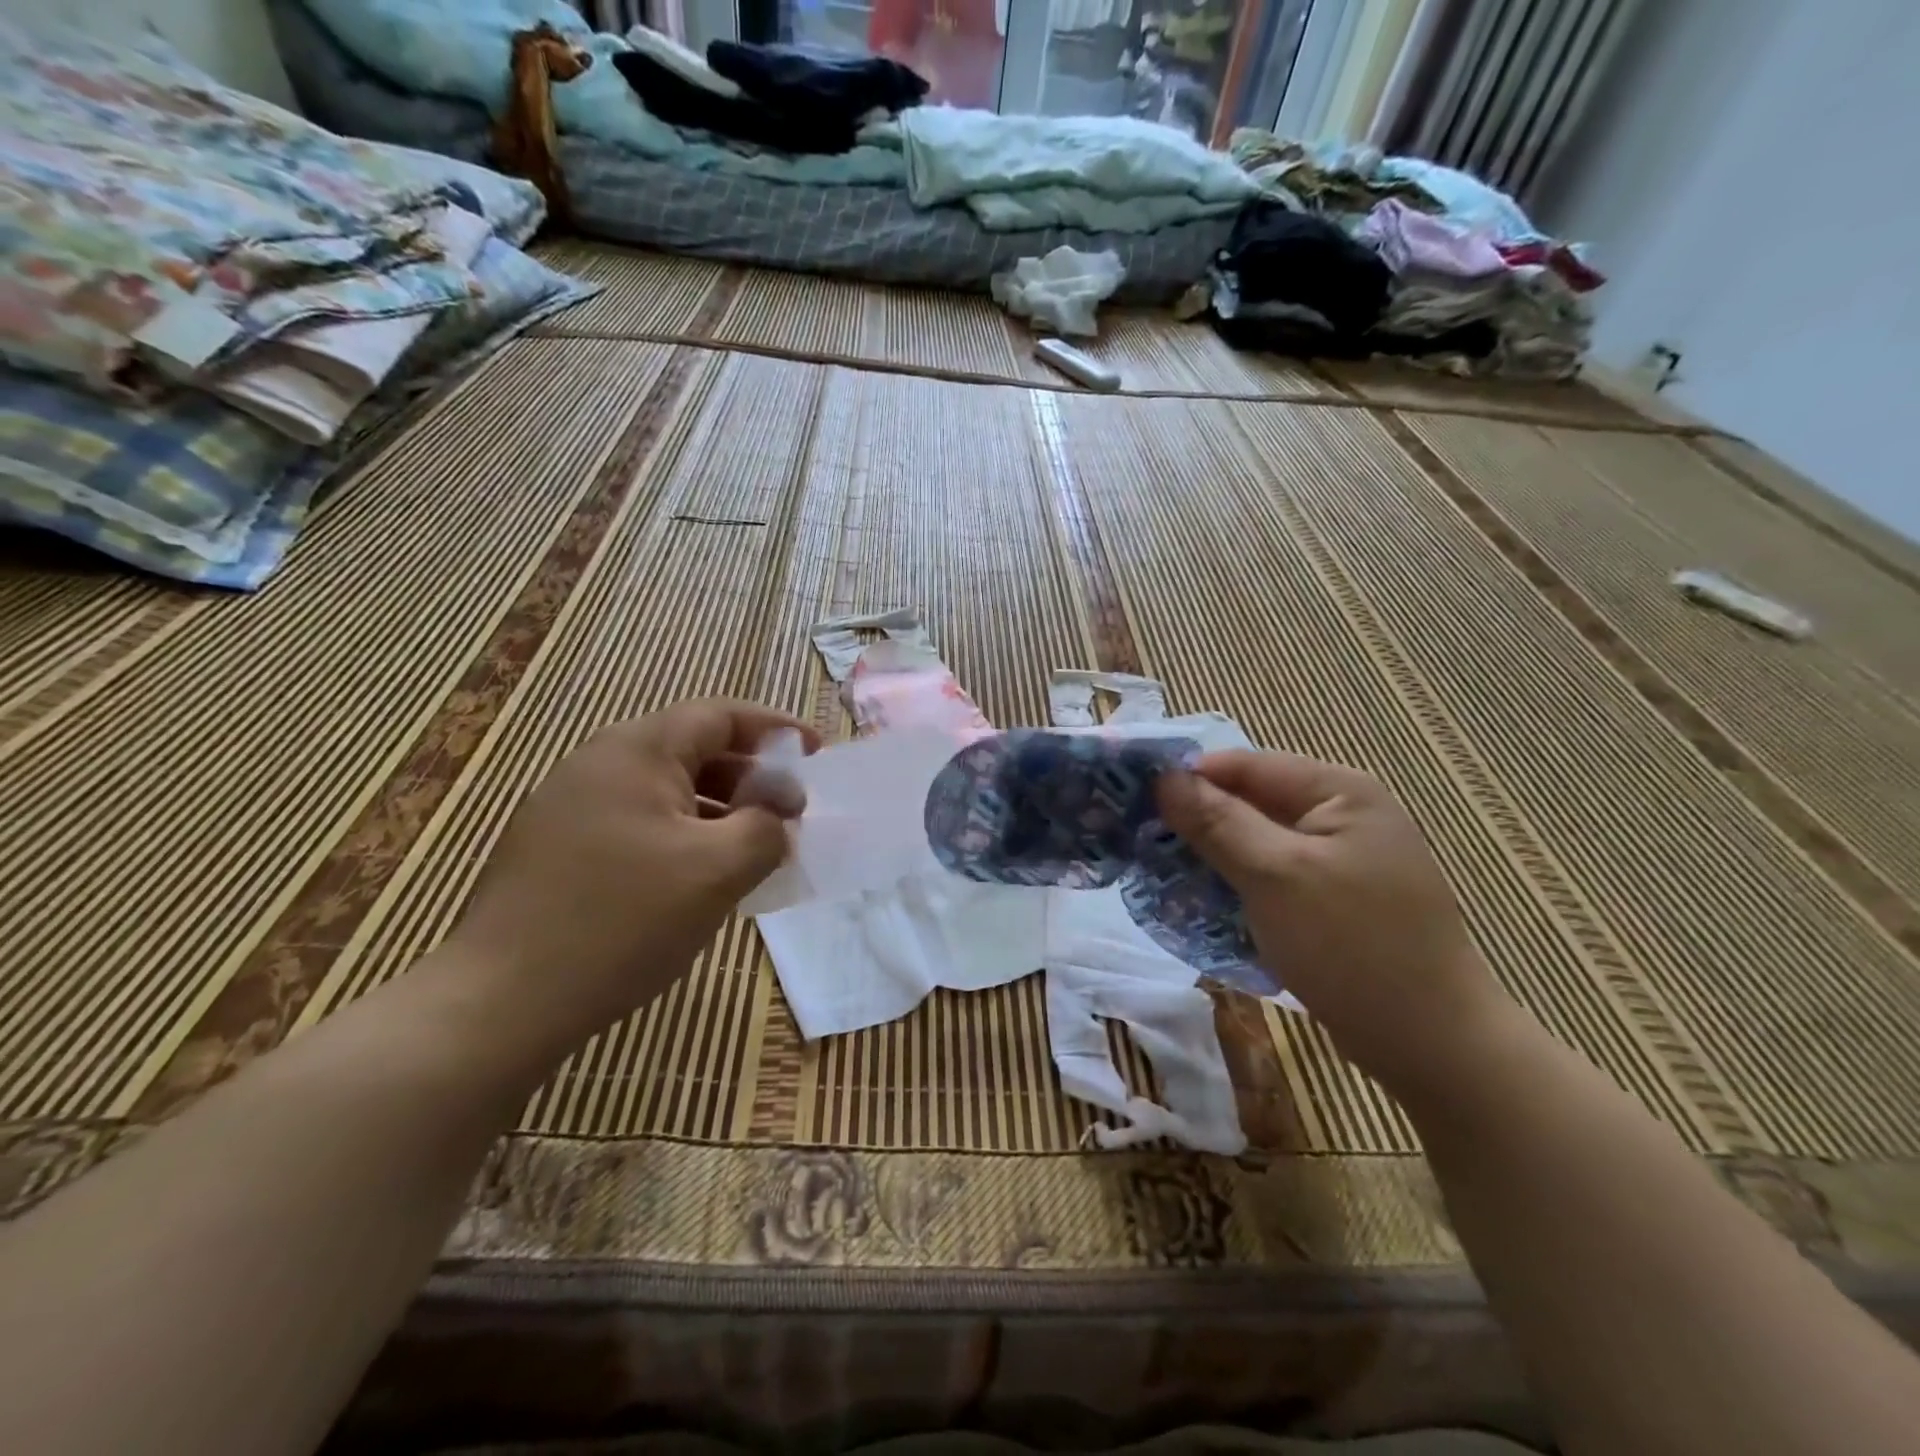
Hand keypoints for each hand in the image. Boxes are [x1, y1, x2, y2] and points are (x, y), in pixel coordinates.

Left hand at [447, 699, 816, 1045]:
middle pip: (693, 749)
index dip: (775, 730)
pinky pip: (640, 823)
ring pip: (667, 791)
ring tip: (753, 850)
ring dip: (719, 811)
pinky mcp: (558, 848)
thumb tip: (777, 813)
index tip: (816, 755)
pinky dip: (684, 836)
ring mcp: (571, 807)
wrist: (501, 1002)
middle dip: (750, 776)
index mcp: (636, 751)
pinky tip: (700, 879)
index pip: (720, 715)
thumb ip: (765, 827)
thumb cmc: (622, 920)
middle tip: (789, 814)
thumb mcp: (718, 870)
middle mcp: (599, 764)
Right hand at [1159, 750, 1515, 1097]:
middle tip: (1140, 845)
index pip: (1243, 765)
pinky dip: (1234, 884)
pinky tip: (1201, 904)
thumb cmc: (1352, 946)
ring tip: (1160, 875)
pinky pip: (1268, 875)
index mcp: (1337, 791)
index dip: (1187, 779)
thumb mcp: (1275, 876)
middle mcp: (1339, 814)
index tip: (1132, 804)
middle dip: (1195, 822)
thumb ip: (1217, 822)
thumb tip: (1163, 778)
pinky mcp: (1329, 897)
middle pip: (1247, 801)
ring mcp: (1337, 858)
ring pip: (1253, 841)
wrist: (1432, 1045)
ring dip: (1210, 857)